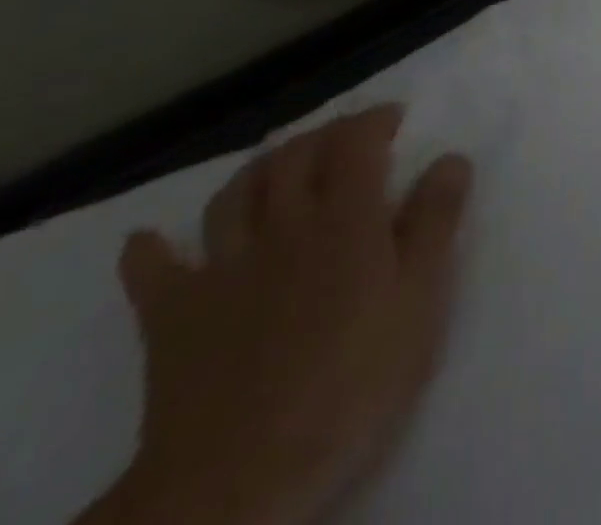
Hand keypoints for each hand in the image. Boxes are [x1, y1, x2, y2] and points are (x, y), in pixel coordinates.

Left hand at [90, 106, 472, 524]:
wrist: (239, 482)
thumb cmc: (351, 385)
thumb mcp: (421, 302)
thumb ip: (436, 223)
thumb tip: (451, 158)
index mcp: (346, 220)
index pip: (356, 143)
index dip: (374, 120)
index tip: (395, 117)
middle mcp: (284, 226)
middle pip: (295, 156)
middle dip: (323, 134)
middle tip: (347, 137)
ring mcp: (223, 269)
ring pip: (236, 194)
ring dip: (260, 168)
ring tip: (281, 166)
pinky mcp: (173, 318)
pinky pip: (153, 271)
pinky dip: (150, 248)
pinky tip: (149, 239)